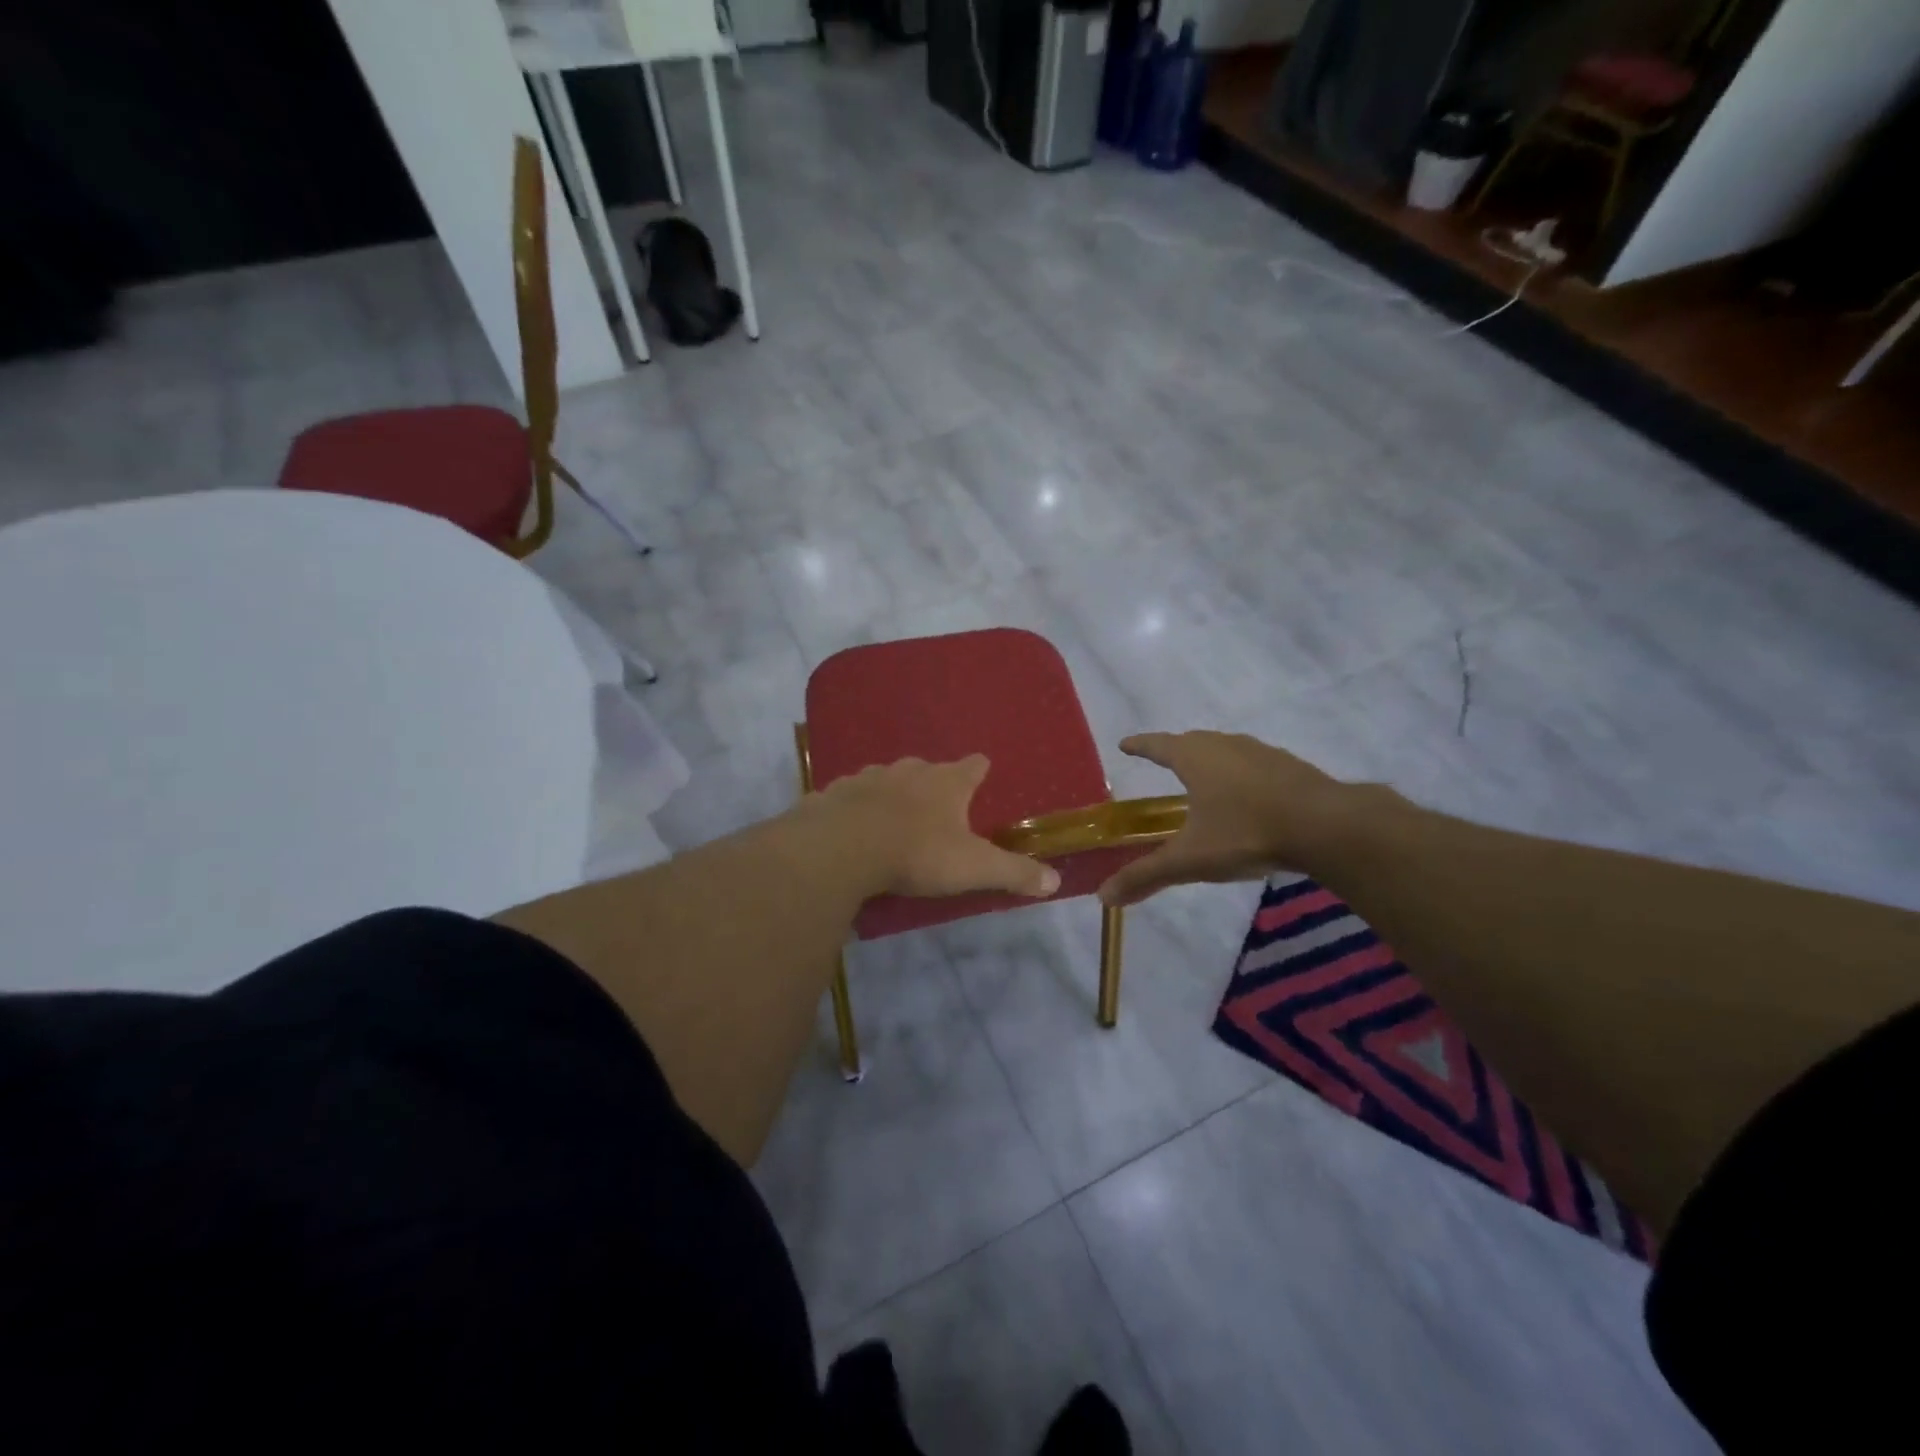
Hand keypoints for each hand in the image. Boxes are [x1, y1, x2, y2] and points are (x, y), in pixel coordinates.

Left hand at [809, 755, 1060, 900]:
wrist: (842, 848)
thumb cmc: (917, 853)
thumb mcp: (974, 867)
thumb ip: (1014, 872)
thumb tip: (1055, 880)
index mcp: (947, 782)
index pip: (973, 766)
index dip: (979, 770)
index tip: (982, 771)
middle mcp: (909, 771)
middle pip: (927, 769)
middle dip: (933, 782)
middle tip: (936, 805)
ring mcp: (868, 777)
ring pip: (886, 778)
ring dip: (892, 791)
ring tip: (893, 813)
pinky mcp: (834, 793)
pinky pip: (849, 796)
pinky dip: (854, 806)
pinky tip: (850, 823)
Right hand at [1098, 731, 1354, 906]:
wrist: (1325, 826)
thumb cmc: (1246, 833)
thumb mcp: (1191, 859)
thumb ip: (1147, 875)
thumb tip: (1103, 897)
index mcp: (1195, 758)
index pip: (1158, 745)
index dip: (1139, 745)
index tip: (1125, 744)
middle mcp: (1224, 746)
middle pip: (1192, 741)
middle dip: (1174, 749)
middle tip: (1163, 760)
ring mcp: (1261, 753)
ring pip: (1225, 749)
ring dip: (1210, 758)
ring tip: (1204, 776)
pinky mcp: (1290, 766)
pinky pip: (1254, 763)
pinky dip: (1241, 773)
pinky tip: (1248, 794)